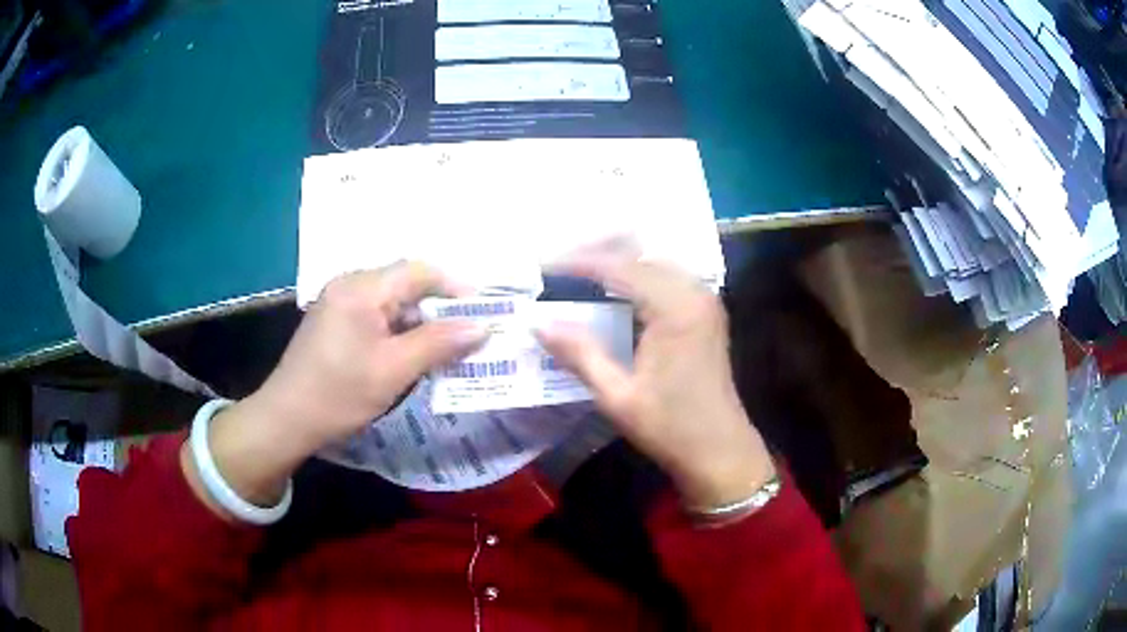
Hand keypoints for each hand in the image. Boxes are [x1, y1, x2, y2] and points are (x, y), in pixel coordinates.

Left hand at [182, 263, 487, 515]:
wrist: (287, 419)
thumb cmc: (339, 394)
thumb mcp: (394, 370)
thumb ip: (440, 343)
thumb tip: (483, 326)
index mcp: (362, 287)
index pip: (420, 271)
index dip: (456, 289)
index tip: (483, 313)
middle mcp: (350, 284)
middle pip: (406, 284)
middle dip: (439, 309)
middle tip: (468, 336)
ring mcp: (339, 301)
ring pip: (393, 302)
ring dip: (420, 322)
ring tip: (446, 349)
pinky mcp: (335, 321)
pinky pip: (377, 315)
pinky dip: (399, 331)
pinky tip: (412, 354)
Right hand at [536, 248, 774, 509]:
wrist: (719, 449)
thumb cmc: (670, 427)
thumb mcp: (617, 396)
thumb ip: (580, 353)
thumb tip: (538, 323)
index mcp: (675, 309)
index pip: (619, 268)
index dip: (579, 262)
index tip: (544, 265)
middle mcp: (694, 293)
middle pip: (640, 256)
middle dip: (599, 254)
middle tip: (559, 264)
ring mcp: (705, 301)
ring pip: (655, 263)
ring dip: (619, 263)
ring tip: (581, 271)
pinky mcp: (706, 312)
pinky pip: (669, 278)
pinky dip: (639, 277)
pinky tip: (615, 290)